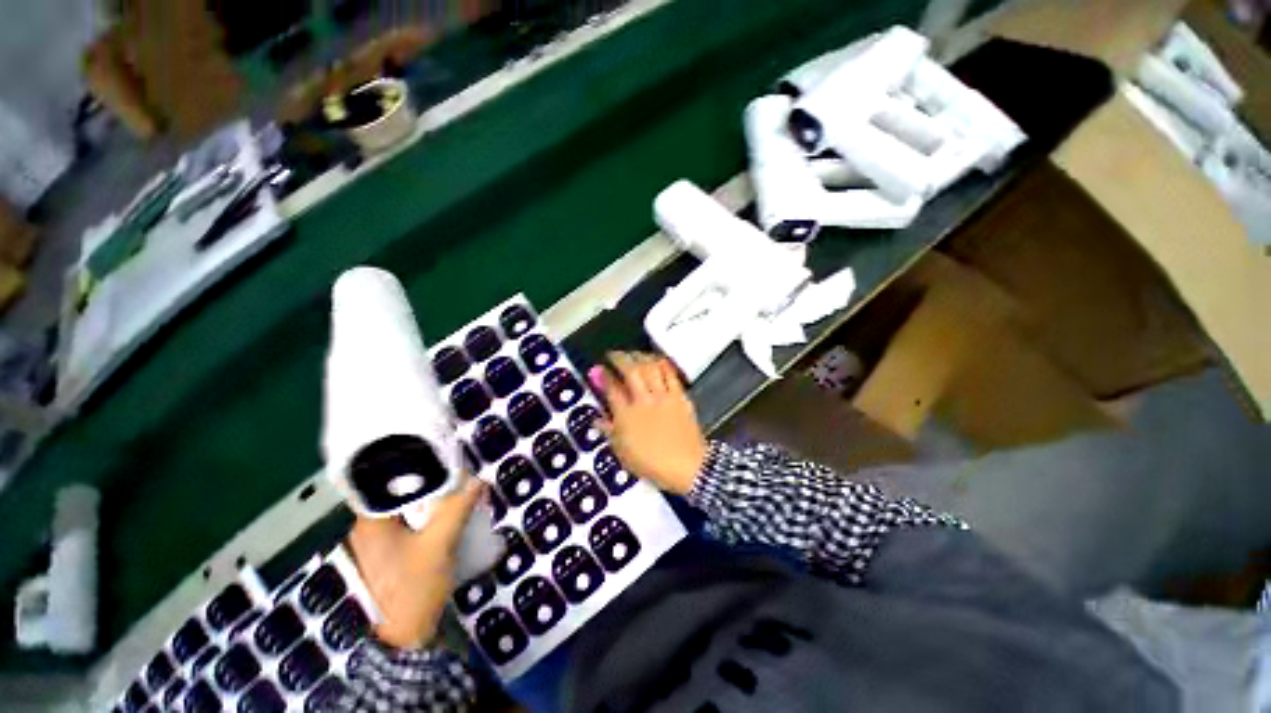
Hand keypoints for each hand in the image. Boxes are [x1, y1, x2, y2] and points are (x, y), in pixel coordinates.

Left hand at [347, 478, 485, 648]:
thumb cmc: (413, 588)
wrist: (403, 640)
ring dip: (430, 498)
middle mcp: (368, 529)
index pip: (383, 480)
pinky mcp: (391, 555)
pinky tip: (448, 514)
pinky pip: (409, 523)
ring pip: (405, 509)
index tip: (436, 452)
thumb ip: (457, 509)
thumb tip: (477, 480)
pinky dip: (428, 515)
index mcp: (370, 522)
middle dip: (427, 480)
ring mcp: (378, 544)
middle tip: (454, 471)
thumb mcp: (439, 544)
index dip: (409, 463)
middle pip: (396, 493)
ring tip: (456, 488)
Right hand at [593, 352, 706, 494]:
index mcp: (626, 416)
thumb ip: (609, 433)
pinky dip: (662, 363)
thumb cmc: (652, 464)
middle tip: (613, 354)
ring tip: (633, 354)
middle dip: (619, 358)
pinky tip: (657, 359)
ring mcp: (663, 396)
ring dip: (639, 356)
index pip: (612, 389)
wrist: (688, 466)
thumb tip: (597, 420)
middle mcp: (643, 401)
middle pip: (630, 371)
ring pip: (650, 367)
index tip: (599, 369)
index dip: (604, 376)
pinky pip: (670, 374)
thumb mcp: (624, 454)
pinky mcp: (679, 396)